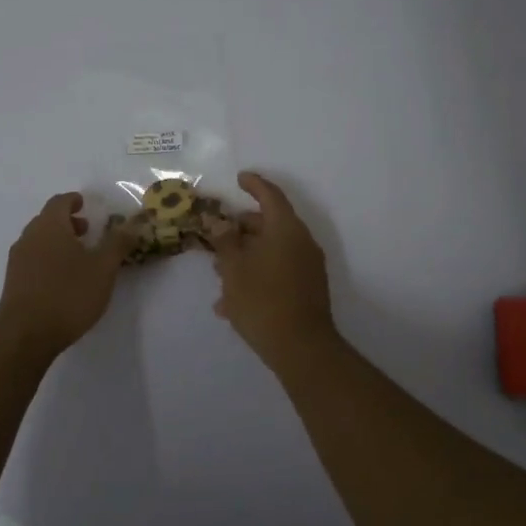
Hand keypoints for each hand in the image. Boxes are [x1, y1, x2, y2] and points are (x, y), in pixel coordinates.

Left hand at [0, 193, 136, 357]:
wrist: (25, 335)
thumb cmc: (68, 294)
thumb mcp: (103, 268)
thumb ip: (118, 243)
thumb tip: (133, 222)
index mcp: (49, 226)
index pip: (59, 202)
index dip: (73, 200)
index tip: (86, 204)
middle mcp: (29, 237)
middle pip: (47, 220)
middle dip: (67, 222)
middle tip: (87, 231)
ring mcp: (18, 260)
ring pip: (39, 240)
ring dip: (58, 241)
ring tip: (79, 257)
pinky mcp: (13, 282)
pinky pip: (33, 259)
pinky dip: (48, 258)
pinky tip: (63, 278)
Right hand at [209, 172, 336, 360]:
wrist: (301, 348)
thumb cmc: (262, 300)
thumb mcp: (234, 268)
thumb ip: (225, 241)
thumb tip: (219, 222)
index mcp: (286, 229)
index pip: (270, 196)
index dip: (254, 184)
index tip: (240, 178)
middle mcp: (301, 242)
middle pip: (270, 224)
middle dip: (242, 228)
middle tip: (217, 236)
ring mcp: (307, 267)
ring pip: (272, 250)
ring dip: (246, 255)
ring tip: (219, 272)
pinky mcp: (307, 289)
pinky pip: (278, 271)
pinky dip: (257, 275)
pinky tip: (231, 301)